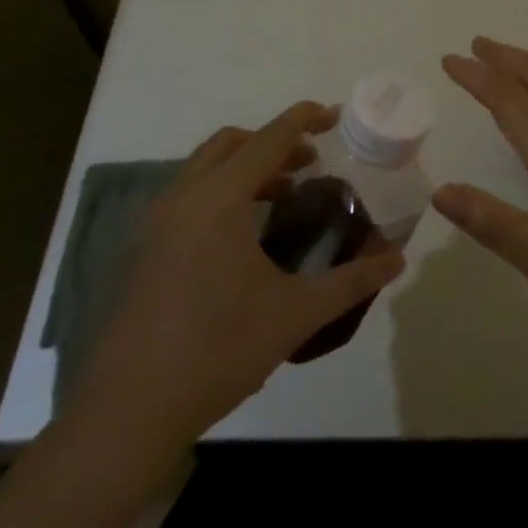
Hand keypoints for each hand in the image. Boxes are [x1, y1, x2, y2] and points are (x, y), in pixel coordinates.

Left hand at [74, 101, 404, 445]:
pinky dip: (221, 191)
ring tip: (283, 195)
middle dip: (273, 142)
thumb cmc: (218, 350)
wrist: (129, 412)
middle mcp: (183, 196)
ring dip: (246, 167)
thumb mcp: (295, 314)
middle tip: (310, 162)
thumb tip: (397, 259)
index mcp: (218, 198)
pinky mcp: (144, 249)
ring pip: (205, 168)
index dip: (304, 119)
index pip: (269, 139)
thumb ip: (351, 281)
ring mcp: (156, 222)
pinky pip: (189, 195)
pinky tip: (243, 236)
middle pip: (232, 143)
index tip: (334, 114)